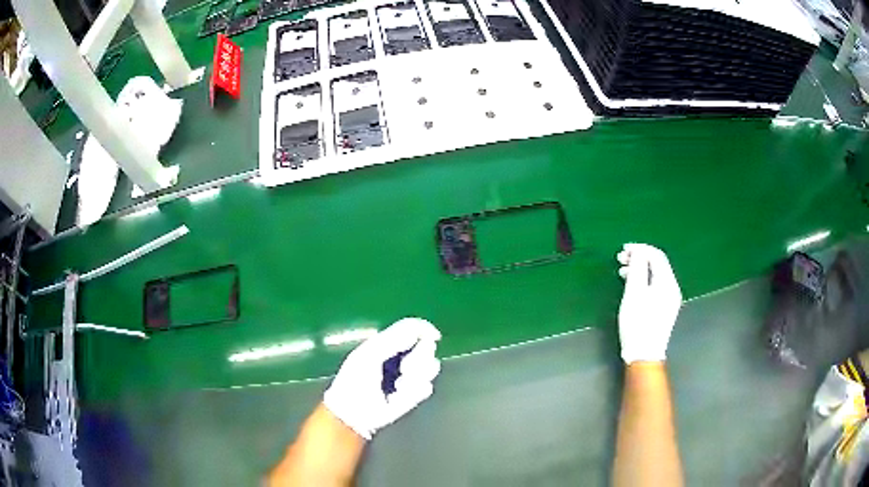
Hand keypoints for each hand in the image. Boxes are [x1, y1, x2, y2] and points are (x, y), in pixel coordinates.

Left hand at [323, 318, 441, 439]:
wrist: (354, 412)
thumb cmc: (356, 380)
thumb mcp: (371, 353)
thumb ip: (396, 338)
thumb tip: (425, 330)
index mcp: (389, 343)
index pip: (414, 329)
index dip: (425, 331)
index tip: (432, 337)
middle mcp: (402, 356)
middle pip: (428, 347)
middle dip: (419, 359)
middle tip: (403, 369)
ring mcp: (410, 376)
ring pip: (431, 367)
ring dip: (417, 377)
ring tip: (398, 386)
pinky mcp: (413, 395)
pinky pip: (427, 387)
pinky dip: (414, 392)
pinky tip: (398, 398)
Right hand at [616, 244, 682, 363]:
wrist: (644, 354)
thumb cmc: (638, 324)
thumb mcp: (634, 294)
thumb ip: (637, 269)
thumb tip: (638, 252)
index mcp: (667, 282)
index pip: (656, 255)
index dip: (640, 248)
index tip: (623, 249)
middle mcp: (672, 288)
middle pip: (658, 264)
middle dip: (640, 258)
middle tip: (620, 259)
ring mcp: (670, 299)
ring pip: (656, 275)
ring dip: (640, 269)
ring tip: (622, 272)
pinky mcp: (665, 308)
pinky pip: (656, 285)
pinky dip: (644, 280)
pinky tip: (632, 285)